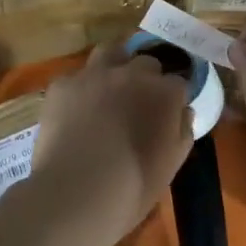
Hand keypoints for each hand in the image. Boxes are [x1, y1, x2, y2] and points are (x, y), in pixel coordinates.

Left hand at [30, 42, 194, 245]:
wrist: (76, 193)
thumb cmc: (134, 185)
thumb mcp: (172, 163)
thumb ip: (183, 130)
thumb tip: (183, 112)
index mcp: (164, 93)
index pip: (178, 82)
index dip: (173, 99)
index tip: (168, 114)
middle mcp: (132, 74)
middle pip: (146, 63)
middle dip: (146, 79)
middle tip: (138, 104)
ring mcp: (94, 75)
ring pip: (110, 52)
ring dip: (116, 65)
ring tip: (110, 89)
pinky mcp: (62, 85)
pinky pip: (76, 77)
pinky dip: (80, 89)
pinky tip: (75, 110)